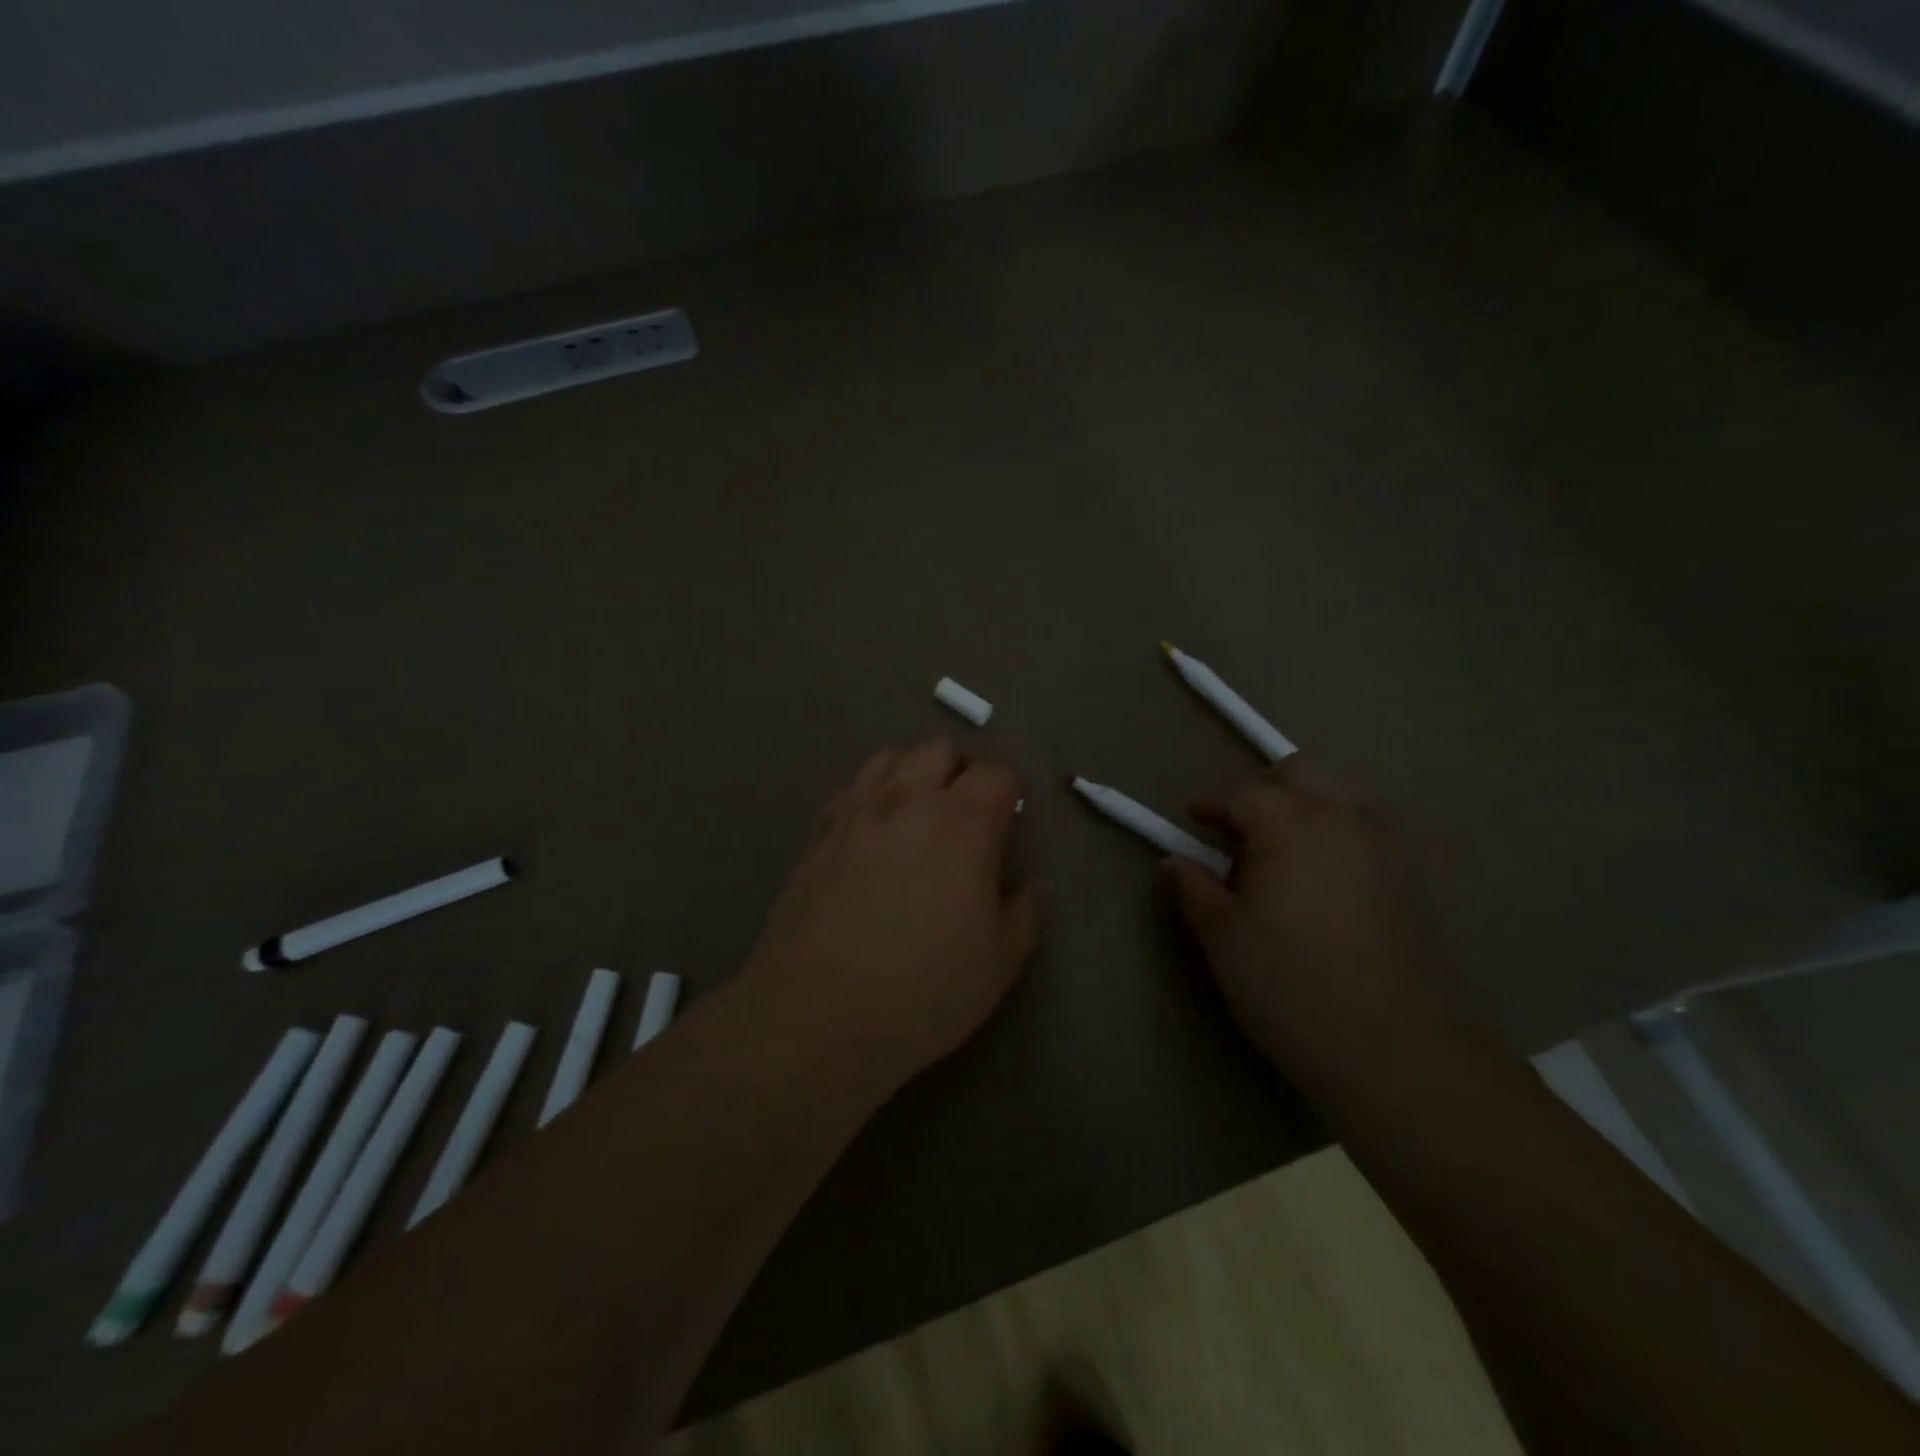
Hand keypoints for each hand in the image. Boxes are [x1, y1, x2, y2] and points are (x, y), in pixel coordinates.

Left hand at [742, 740, 1041, 1092]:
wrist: (817, 1018)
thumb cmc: (922, 994)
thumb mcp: (998, 964)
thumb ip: (1023, 913)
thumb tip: (1031, 884)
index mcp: (962, 825)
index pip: (997, 775)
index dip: (1011, 793)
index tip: (1010, 823)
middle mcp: (907, 802)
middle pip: (940, 750)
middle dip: (961, 773)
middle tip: (966, 818)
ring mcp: (855, 814)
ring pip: (889, 758)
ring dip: (913, 774)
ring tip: (918, 815)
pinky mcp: (818, 836)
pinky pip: (849, 789)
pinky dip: (869, 794)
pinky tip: (872, 831)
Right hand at [1160, 757, 1463, 1079]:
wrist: (1396, 1047)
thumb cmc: (1288, 982)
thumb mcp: (1221, 936)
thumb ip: (1194, 888)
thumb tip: (1175, 861)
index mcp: (1289, 823)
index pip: (1241, 793)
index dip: (1210, 805)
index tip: (1192, 823)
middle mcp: (1343, 818)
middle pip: (1299, 773)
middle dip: (1264, 792)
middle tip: (1240, 837)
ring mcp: (1387, 845)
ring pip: (1340, 798)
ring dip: (1306, 810)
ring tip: (1285, 861)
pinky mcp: (1415, 878)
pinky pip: (1368, 833)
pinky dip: (1339, 838)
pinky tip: (1327, 886)